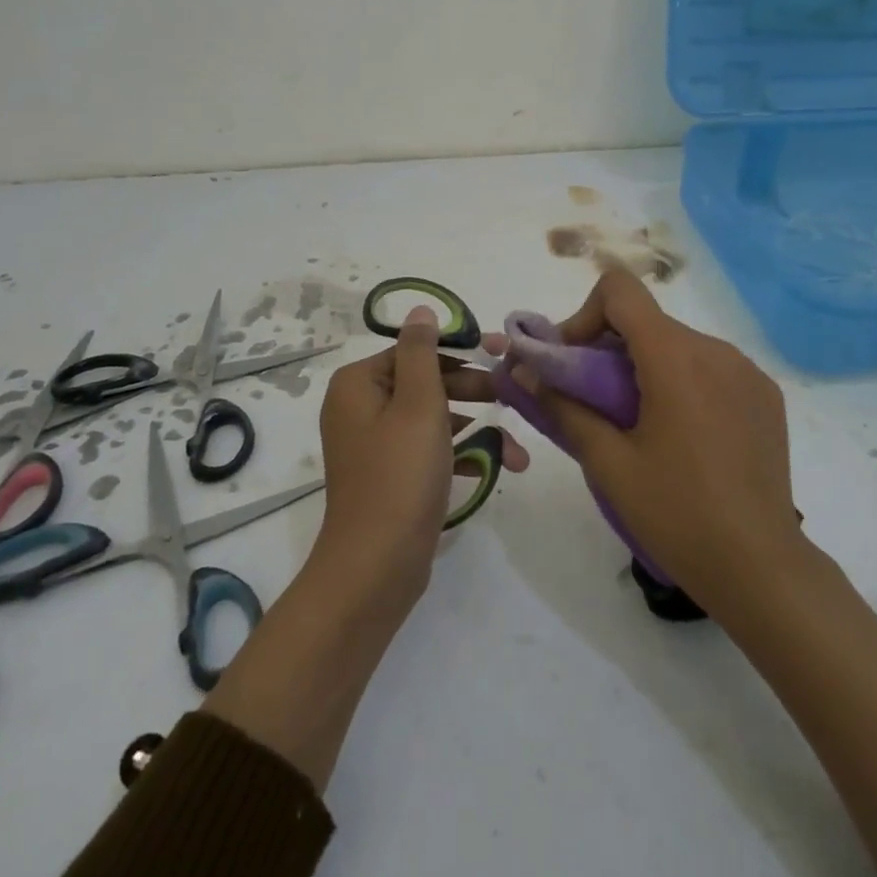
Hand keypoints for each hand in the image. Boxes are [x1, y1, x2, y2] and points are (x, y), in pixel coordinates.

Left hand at [316, 305, 527, 601]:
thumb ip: (422, 351)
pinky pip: (428, 451)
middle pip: (425, 382)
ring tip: (517, 450)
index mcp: (358, 384)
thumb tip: (419, 309)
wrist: (376, 567)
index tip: (500, 356)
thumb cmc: (400, 475)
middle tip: (511, 396)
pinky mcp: (390, 475)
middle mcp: (360, 407)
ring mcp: (374, 444)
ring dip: (476, 429)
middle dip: (473, 392)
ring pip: (433, 419)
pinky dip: (460, 456)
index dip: (459, 352)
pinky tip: (499, 468)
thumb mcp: (418, 404)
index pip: (415, 350)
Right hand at [512, 268, 795, 612]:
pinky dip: (682, 382)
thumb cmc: (676, 514)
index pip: (620, 290)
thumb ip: (563, 407)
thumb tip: (523, 371)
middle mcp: (716, 349)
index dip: (585, 315)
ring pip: (677, 344)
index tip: (573, 363)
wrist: (761, 568)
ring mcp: (747, 371)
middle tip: (591, 403)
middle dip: (608, 349)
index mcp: (675, 357)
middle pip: (646, 321)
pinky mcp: (765, 394)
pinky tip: (681, 436)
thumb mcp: (608, 464)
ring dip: (645, 367)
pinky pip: (710, 367)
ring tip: (637, 425)